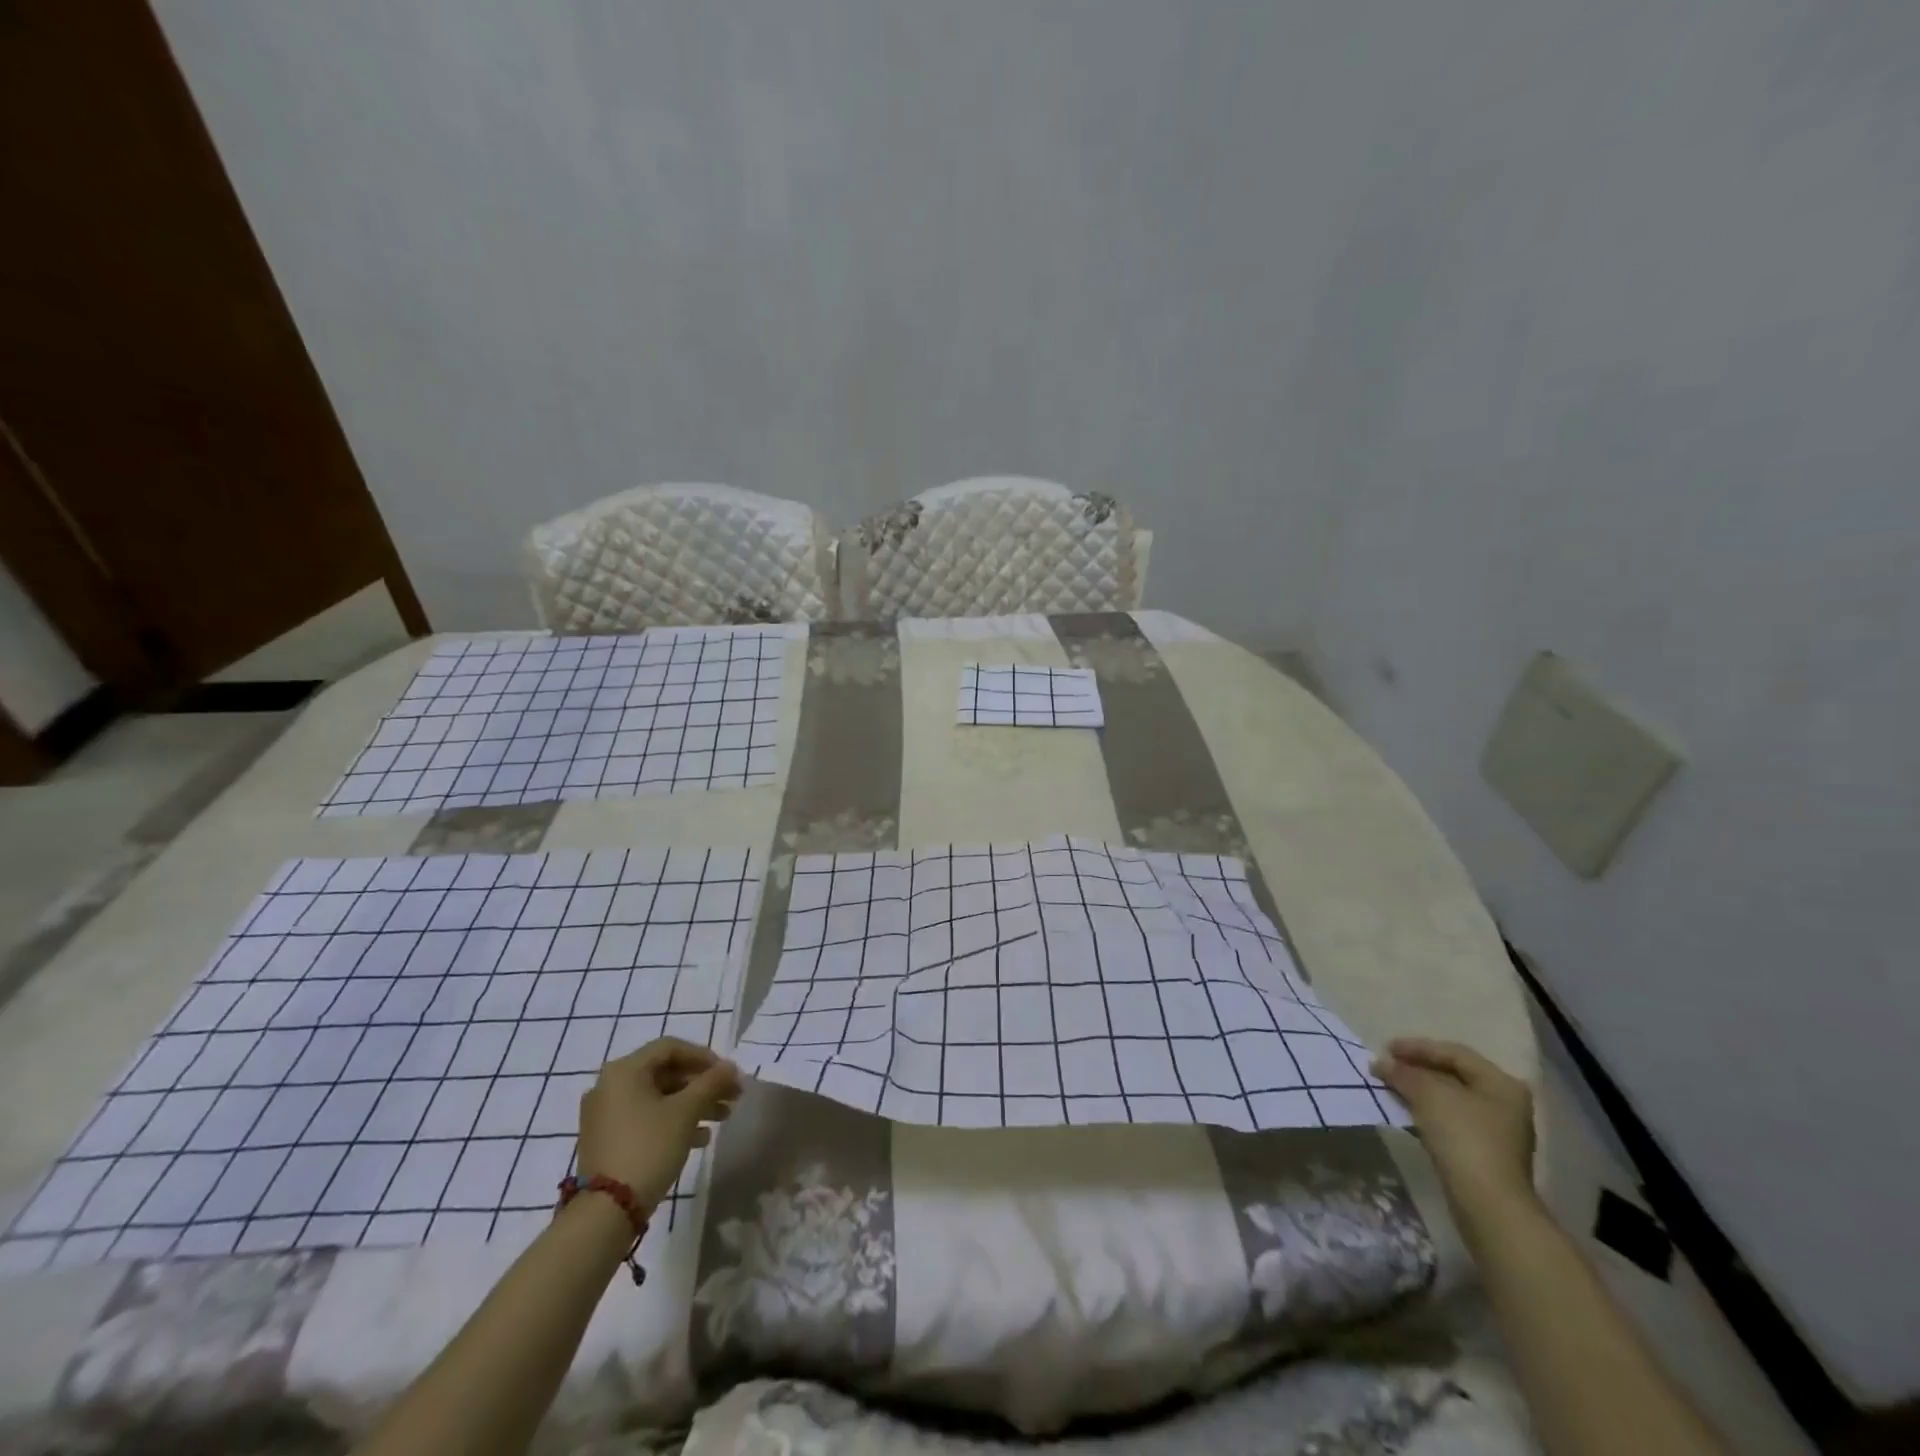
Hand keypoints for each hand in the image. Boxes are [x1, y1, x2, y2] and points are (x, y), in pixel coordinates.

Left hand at [578, 1038, 741, 1212]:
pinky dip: (673, 1121)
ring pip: (658, 1098)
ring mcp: (605, 1115)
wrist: (607, 1212)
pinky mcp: (607, 1140)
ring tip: (722, 1118)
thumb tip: (730, 1068)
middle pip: (665, 1074)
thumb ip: (711, 1083)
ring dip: (692, 1104)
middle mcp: (610, 1086)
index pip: (671, 1048)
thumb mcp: (686, 1111)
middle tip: (731, 1096)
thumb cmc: (649, 1147)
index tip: (727, 1073)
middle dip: (702, 1084)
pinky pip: (646, 1118)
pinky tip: (700, 1138)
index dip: (704, 1057)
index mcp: (624, 1070)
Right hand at [1373, 1037, 1535, 1222]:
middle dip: (1418, 1069)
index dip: (1417, 1047)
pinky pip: (1452, 1120)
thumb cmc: (1464, 1138)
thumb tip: (1381, 1063)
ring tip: (1391, 1087)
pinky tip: (1407, 1112)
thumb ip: (1403, 1073)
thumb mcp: (1428, 1095)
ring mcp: (1499, 1131)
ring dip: (1420, 1090)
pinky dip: (1428, 1111)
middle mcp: (1506, 1103)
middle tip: (1388, 1066)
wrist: (1488, 1204)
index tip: (1386, 1049)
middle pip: (1454, 1075)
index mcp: (1501, 1083)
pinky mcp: (1486, 1153)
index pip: (1454, 1053)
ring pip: (1451, 1099)